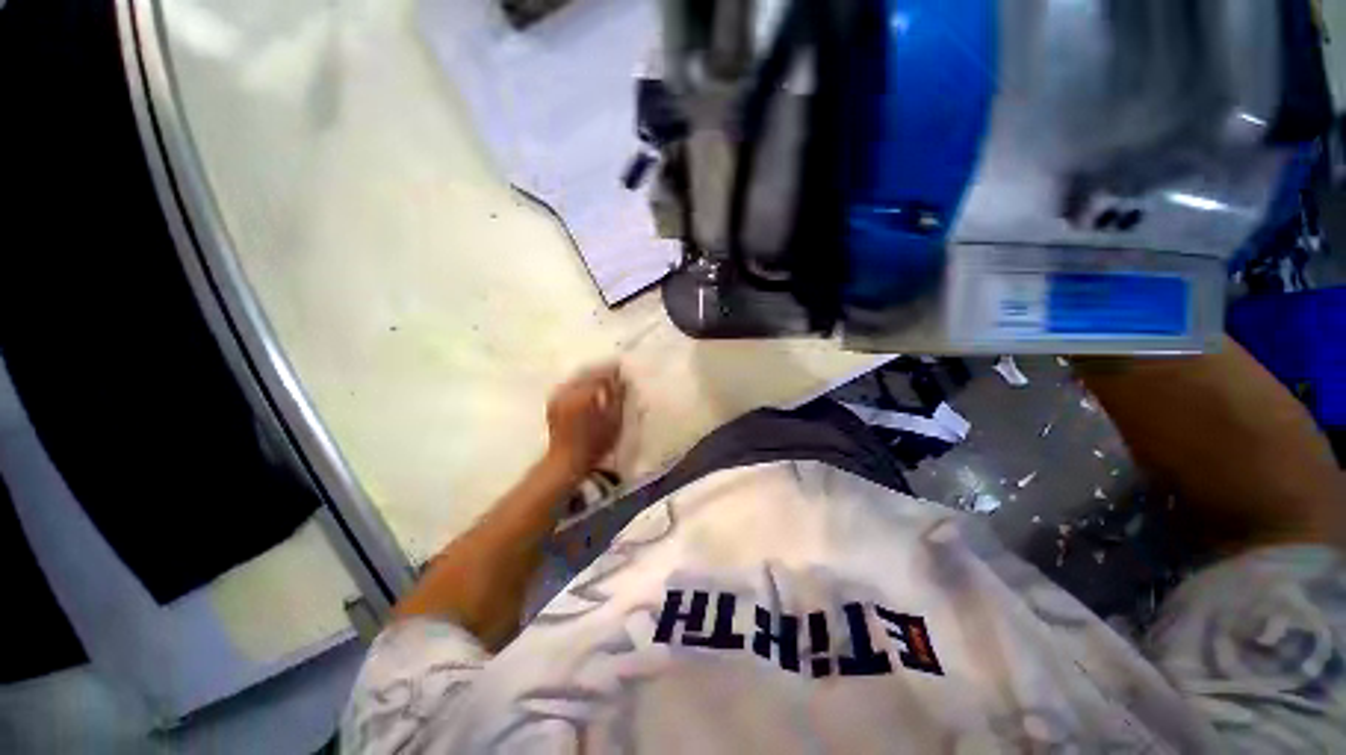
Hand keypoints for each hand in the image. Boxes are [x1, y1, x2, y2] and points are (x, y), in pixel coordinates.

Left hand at [546, 364, 626, 478]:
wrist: (567, 461)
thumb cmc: (595, 444)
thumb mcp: (613, 421)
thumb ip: (618, 397)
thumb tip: (622, 380)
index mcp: (583, 394)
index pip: (600, 374)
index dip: (612, 370)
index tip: (622, 368)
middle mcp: (568, 390)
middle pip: (587, 372)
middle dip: (601, 371)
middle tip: (614, 372)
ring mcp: (558, 395)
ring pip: (577, 377)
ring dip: (590, 376)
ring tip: (603, 380)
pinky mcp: (553, 402)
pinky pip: (570, 385)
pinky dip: (581, 384)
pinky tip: (589, 390)